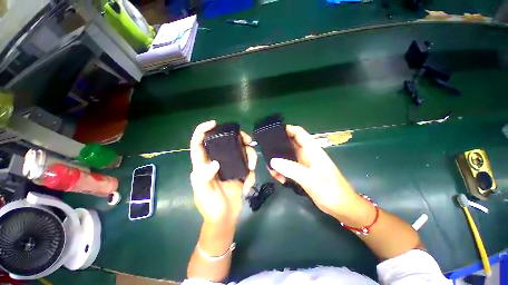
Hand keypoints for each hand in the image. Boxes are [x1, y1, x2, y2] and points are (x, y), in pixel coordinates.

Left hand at [190, 120, 256, 227]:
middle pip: (227, 142)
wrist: (225, 218)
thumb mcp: (203, 194)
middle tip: (249, 141)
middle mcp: (218, 160)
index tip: (214, 123)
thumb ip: (203, 178)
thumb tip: (215, 163)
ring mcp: (231, 165)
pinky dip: (251, 175)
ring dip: (250, 157)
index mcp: (203, 164)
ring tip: (252, 169)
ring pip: (242, 151)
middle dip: (239, 138)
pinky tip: (247, 187)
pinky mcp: (240, 171)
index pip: (199, 143)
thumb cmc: (210, 207)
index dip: (203, 130)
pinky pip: (249, 166)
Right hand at [268, 125, 358, 218]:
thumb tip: (273, 161)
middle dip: (277, 147)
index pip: (298, 132)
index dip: (286, 129)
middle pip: (289, 143)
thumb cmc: (331, 192)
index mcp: (312, 150)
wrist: (342, 207)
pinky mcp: (301, 171)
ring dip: (278, 161)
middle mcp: (306, 153)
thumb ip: (292, 169)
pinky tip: (279, 178)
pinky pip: (287, 166)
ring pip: (286, 156)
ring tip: (272, 171)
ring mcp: (303, 163)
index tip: (271, 134)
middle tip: (266, 155)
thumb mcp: (311, 180)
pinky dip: (282, 170)